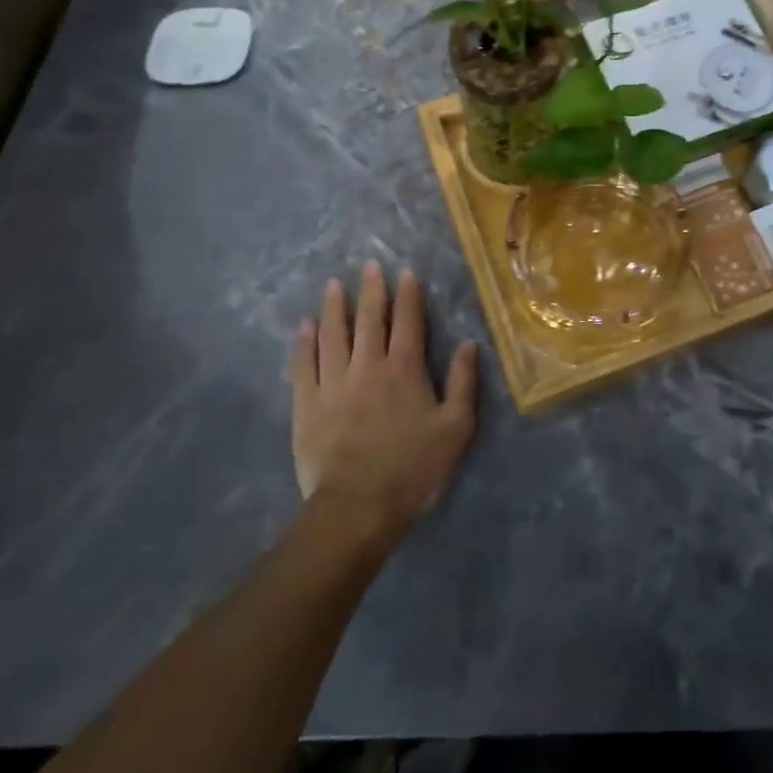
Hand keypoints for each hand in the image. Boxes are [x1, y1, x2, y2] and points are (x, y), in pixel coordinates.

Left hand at [291, 262, 477, 542]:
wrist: (357, 506)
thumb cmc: (413, 467)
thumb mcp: (456, 428)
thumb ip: (463, 382)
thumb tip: (469, 343)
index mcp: (404, 369)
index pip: (407, 321)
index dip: (408, 295)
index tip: (405, 273)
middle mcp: (367, 366)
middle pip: (369, 319)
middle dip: (371, 290)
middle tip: (369, 265)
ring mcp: (333, 383)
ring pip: (333, 334)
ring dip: (334, 307)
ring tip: (333, 285)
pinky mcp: (307, 404)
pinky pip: (304, 364)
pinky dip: (304, 342)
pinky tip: (305, 326)